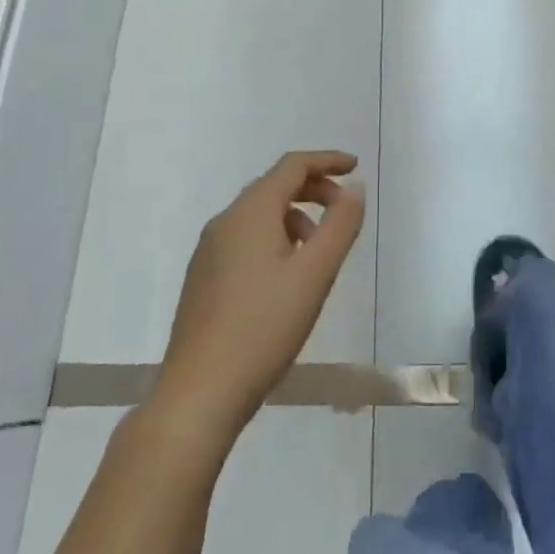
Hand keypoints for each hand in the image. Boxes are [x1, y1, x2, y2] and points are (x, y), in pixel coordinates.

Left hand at [156, 151, 364, 440]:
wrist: (199, 393)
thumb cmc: (264, 328)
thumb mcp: (315, 275)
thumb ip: (340, 226)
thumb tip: (355, 189)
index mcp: (251, 212)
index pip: (292, 166)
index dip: (326, 160)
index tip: (355, 167)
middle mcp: (225, 221)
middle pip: (274, 186)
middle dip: (313, 189)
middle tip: (343, 210)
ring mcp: (208, 250)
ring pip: (258, 214)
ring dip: (294, 217)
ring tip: (318, 251)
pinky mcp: (202, 277)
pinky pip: (244, 238)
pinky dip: (273, 238)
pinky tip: (286, 276)